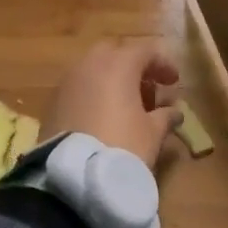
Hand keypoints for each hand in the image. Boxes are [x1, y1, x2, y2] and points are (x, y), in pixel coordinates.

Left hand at [45, 39, 182, 169]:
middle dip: (133, 66)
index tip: (174, 82)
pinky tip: (103, 117)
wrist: (74, 176)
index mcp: (118, 65)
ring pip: (93, 69)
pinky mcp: (53, 103)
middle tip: (148, 87)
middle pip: (115, 53)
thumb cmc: (122, 146)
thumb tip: (174, 112)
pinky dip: (93, 94)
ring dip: (112, 80)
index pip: (145, 51)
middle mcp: (89, 65)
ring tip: (126, 105)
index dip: (163, 63)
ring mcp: (67, 83)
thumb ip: (165, 116)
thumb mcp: (153, 133)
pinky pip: (78, 88)